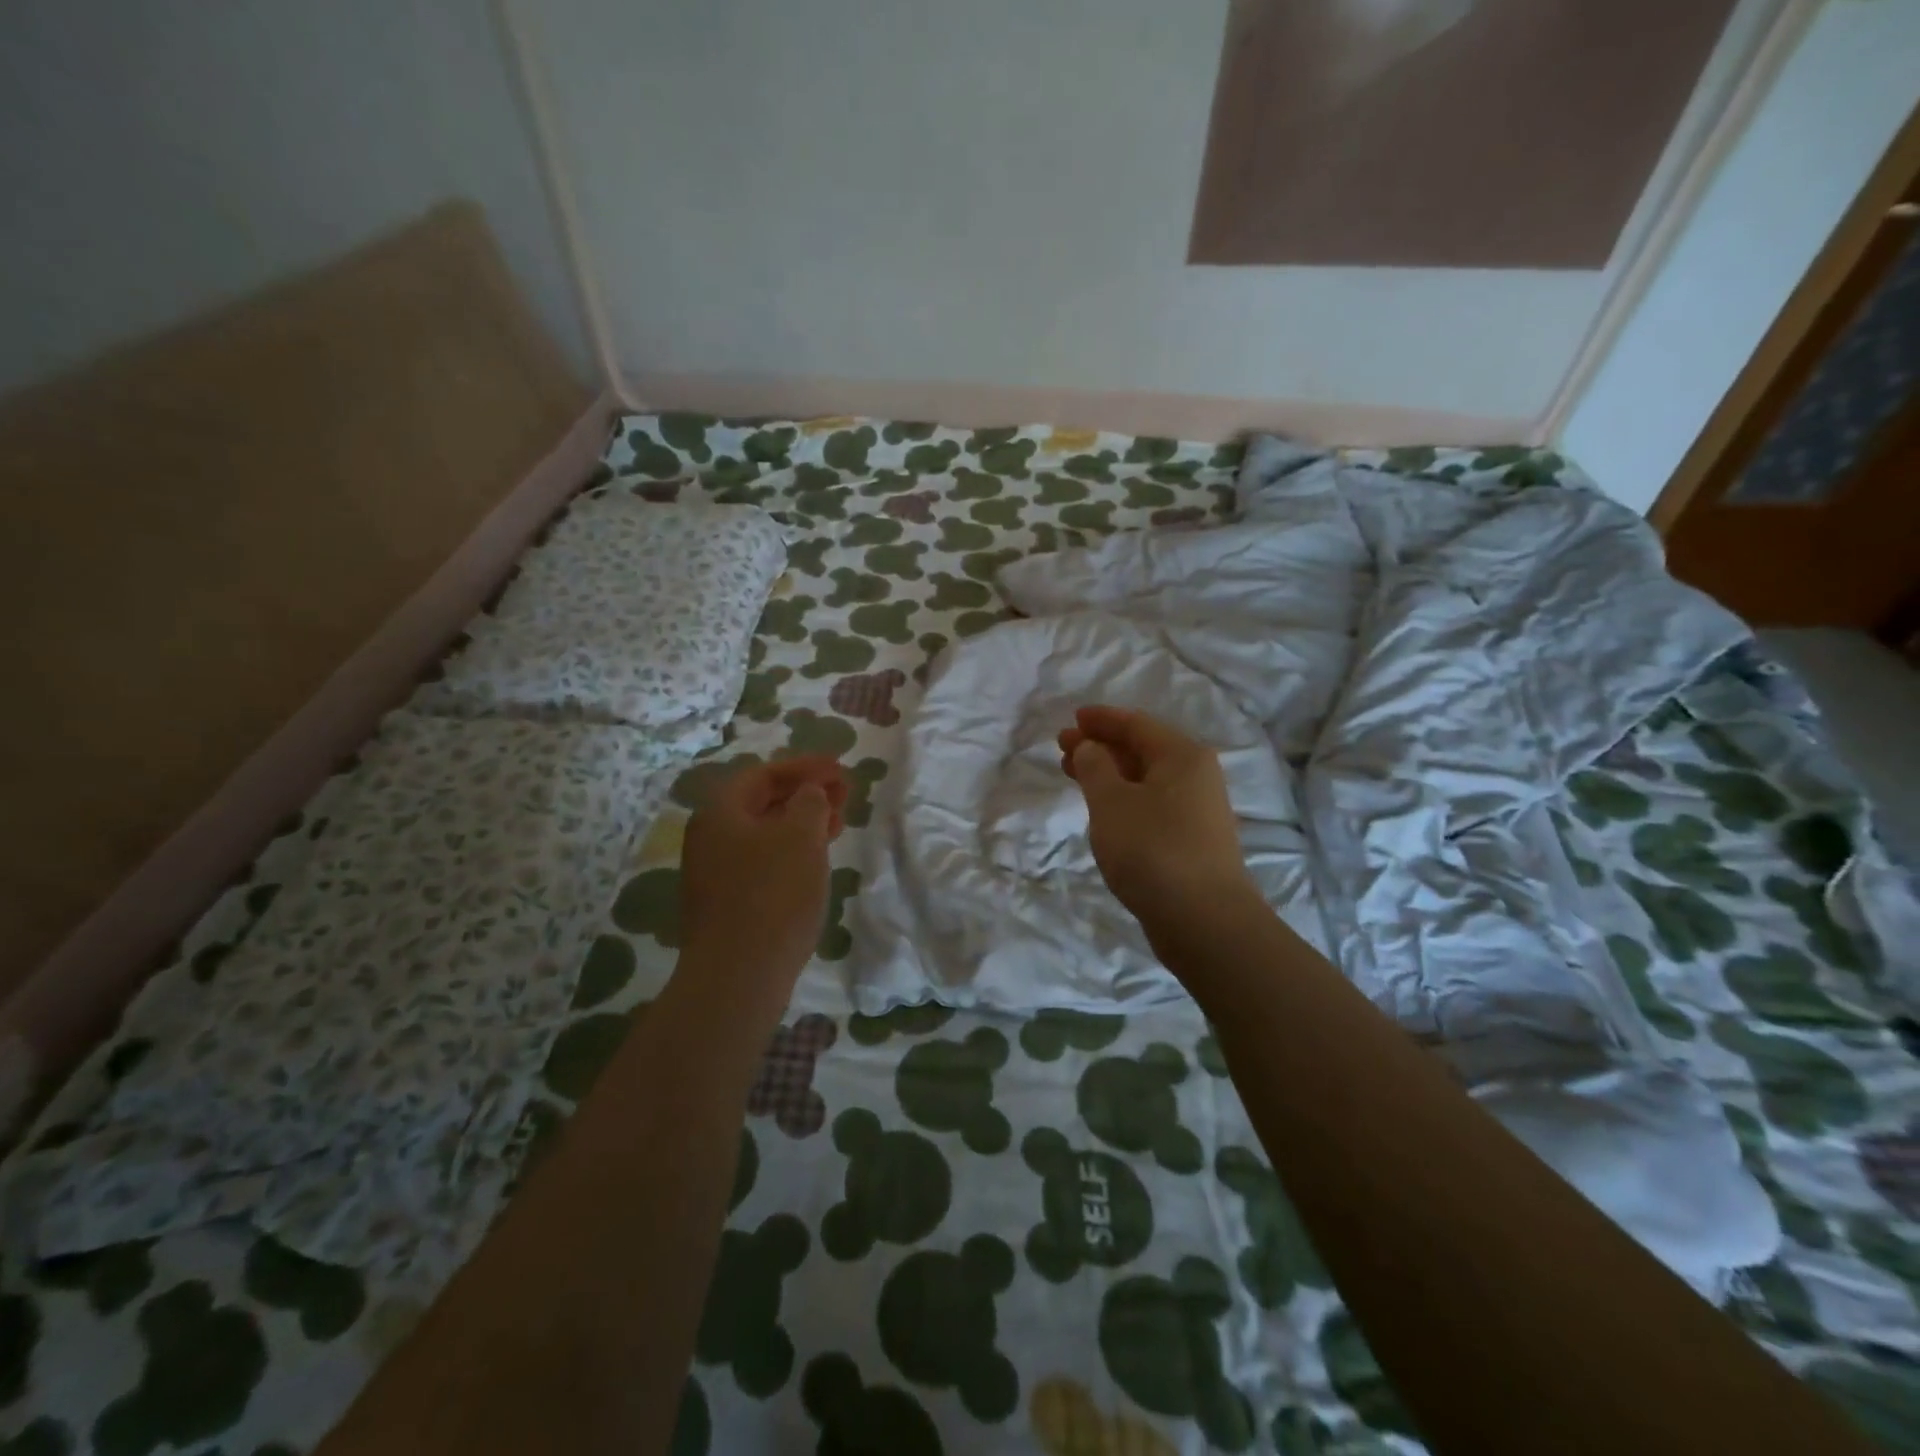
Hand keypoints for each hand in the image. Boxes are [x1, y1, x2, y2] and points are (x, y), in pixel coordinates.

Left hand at [679, 756, 847, 985]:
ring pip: (764, 834)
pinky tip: (814, 863)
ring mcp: (715, 873)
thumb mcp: (801, 835)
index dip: (806, 766)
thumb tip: (809, 794)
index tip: (841, 768)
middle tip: (844, 795)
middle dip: (805, 794)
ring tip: (838, 826)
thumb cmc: (773, 893)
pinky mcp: (727, 903)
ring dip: (802, 824)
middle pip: (762, 802)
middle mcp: (710, 837)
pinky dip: (791, 852)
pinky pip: (762, 862)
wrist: (739, 975)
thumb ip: (810, 802)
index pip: (764, 773)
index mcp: (720, 811)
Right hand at [1058, 706, 1254, 924]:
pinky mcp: (1191, 841)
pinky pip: (1151, 804)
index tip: (1072, 718)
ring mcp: (1197, 811)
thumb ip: (1095, 767)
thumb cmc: (1152, 849)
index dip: (1101, 719)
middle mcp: (1196, 776)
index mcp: (1182, 756)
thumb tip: (1091, 747)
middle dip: (1101, 746)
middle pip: (1142, 750)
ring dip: (1109, 774)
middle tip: (1063, 747)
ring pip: (1145, 779)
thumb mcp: (1111, 802)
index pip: (1136, 724)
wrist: (1203, 920)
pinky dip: (1123, 799)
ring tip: (1075, 776)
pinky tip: (1104, 811)